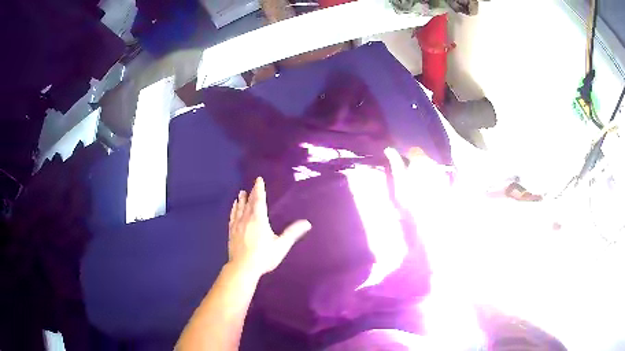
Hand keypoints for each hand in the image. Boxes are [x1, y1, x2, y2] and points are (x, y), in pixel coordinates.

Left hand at [228, 177, 311, 275]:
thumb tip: (307, 223)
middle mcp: (246, 219)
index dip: (259, 189)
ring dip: (241, 200)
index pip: (259, 200)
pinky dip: (233, 210)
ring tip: (241, 193)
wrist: (243, 267)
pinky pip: (232, 217)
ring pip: (239, 209)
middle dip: (251, 193)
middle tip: (251, 186)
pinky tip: (233, 208)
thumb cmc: (263, 256)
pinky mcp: (231, 233)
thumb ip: (293, 233)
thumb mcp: (281, 245)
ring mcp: (237, 226)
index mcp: (259, 219)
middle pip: (249, 203)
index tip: (258, 180)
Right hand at [383, 147, 450, 213]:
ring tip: (415, 181)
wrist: (430, 215)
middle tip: (406, 171)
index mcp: (420, 159)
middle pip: (422, 157)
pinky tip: (425, 188)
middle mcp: (432, 162)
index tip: (399, 161)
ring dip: (422, 170)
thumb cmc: (411, 196)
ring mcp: (439, 172)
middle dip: (414, 161)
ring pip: (429, 166)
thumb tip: (389, 149)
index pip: (412, 150)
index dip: (405, 153)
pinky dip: (429, 178)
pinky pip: (435, 175)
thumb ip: (395, 162)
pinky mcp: (444, 183)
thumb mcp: (399, 179)